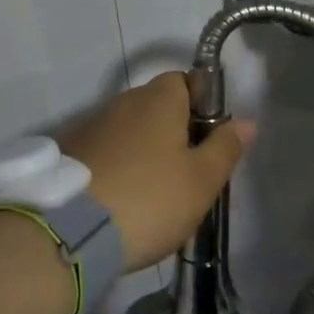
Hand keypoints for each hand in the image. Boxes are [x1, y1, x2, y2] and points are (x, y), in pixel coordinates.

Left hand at [61, 72, 254, 271]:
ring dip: (143, 151)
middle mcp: (123, 101)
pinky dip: (116, 167)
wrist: (69, 232)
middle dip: (173, 132)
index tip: (208, 141)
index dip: (202, 106)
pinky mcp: (68, 153)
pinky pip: (104, 151)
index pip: (186, 81)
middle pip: (157, 106)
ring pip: (129, 130)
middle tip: (187, 174)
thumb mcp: (201, 180)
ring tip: (152, 194)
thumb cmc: (149, 198)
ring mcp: (91, 125)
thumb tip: (245, 122)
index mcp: (158, 98)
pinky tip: (120, 200)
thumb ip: (225, 148)